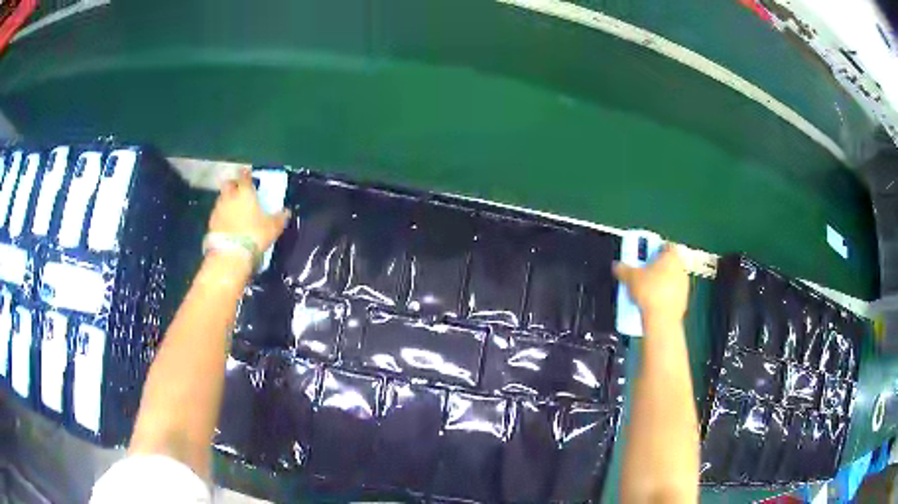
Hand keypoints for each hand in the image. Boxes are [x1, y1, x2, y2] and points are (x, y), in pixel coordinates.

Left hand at [208, 168, 290, 253]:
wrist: (230, 254)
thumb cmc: (254, 235)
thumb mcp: (272, 228)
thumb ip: (279, 218)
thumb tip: (286, 212)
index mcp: (245, 192)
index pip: (245, 177)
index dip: (247, 174)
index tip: (249, 175)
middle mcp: (230, 196)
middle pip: (229, 184)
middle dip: (233, 184)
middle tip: (239, 189)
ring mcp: (218, 209)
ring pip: (222, 198)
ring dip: (227, 200)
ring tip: (234, 208)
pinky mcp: (211, 222)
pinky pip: (217, 213)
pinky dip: (222, 214)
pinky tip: (227, 222)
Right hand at [614, 244, 689, 323]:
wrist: (662, 319)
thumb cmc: (650, 292)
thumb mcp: (630, 277)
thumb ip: (623, 269)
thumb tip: (617, 265)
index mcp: (671, 256)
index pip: (666, 245)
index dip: (656, 248)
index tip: (646, 255)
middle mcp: (681, 267)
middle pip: (669, 262)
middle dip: (658, 266)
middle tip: (644, 272)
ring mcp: (684, 285)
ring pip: (671, 278)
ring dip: (662, 282)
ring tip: (647, 290)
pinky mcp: (684, 300)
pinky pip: (672, 293)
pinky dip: (664, 295)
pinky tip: (653, 302)